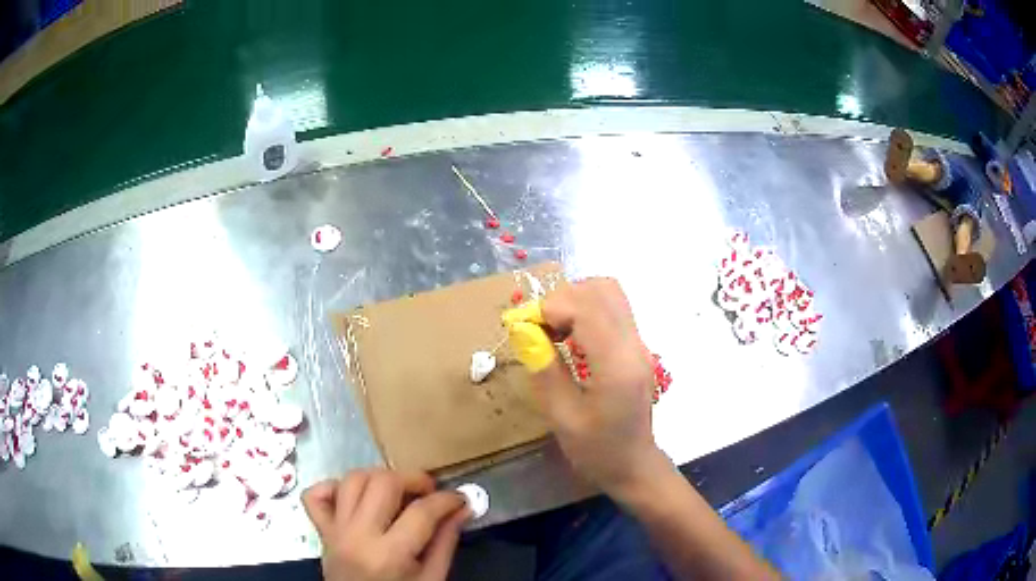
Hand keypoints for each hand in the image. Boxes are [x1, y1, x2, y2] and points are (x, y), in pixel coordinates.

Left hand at [303, 469, 470, 580]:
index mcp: (389, 555)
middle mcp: (357, 536)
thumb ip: (445, 544)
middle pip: (383, 483)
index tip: (460, 499)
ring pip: (352, 480)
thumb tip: (461, 509)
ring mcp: (334, 531)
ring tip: (398, 492)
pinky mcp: (321, 530)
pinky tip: (356, 498)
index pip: (421, 512)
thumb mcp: (432, 580)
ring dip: (379, 478)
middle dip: (413, 479)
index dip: (447, 499)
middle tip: (430, 492)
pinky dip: (334, 487)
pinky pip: (316, 495)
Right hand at [522, 278, 669, 498]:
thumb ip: (544, 371)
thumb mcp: (562, 418)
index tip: (522, 327)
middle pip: (602, 290)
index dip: (550, 307)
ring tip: (551, 330)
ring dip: (575, 301)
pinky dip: (585, 311)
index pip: (586, 308)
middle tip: (537, 328)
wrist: (634, 465)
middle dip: (562, 299)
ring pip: (609, 294)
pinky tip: (569, 337)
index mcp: (617, 365)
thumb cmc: (597, 451)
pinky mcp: (636, 347)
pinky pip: (612, 310)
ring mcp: (639, 344)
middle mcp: (634, 345)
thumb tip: (523, 331)